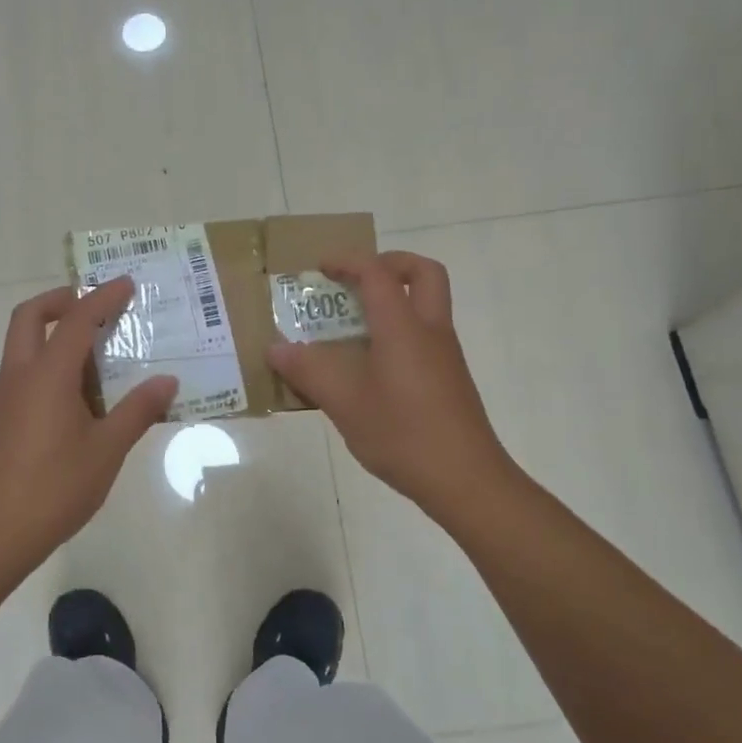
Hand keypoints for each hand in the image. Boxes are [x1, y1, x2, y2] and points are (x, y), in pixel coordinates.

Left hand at [0, 277, 178, 569]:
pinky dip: (48, 365)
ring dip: (55, 335)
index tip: (127, 284)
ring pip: (24, 345)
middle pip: (29, 316)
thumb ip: (137, 411)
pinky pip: (24, 373)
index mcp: (47, 376)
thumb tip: (167, 382)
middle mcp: (19, 376)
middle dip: (60, 300)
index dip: (103, 298)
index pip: (76, 320)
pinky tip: (78, 399)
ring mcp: (4, 397)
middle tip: (94, 308)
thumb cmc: (54, 488)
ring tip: (98, 358)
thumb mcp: (106, 450)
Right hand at [268, 251, 516, 524]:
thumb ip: (308, 371)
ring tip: (350, 327)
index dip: (348, 261)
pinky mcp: (448, 380)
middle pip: (423, 273)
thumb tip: (275, 349)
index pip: (377, 273)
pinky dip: (397, 332)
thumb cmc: (403, 434)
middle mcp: (430, 331)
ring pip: (426, 305)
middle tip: (356, 281)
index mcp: (403, 327)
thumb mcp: (344, 403)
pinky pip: (423, 336)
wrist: (466, 481)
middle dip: (389, 264)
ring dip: (393, 300)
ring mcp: (444, 356)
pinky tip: (368, 368)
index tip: (320, 268)